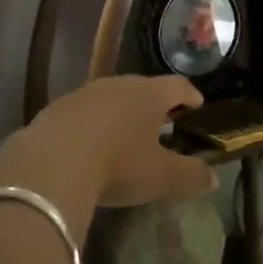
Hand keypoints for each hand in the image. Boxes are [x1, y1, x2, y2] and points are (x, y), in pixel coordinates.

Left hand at [0, 75, 215, 242]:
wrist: (50, 164)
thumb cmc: (117, 165)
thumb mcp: (160, 177)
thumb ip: (190, 176)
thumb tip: (212, 177)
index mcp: (148, 94)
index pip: (177, 86)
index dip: (189, 94)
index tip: (197, 103)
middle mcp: (117, 85)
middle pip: (142, 88)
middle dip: (153, 103)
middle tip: (162, 119)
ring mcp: (83, 94)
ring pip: (110, 98)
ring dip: (120, 113)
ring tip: (125, 133)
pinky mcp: (55, 110)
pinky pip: (82, 114)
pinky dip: (92, 125)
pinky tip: (89, 146)